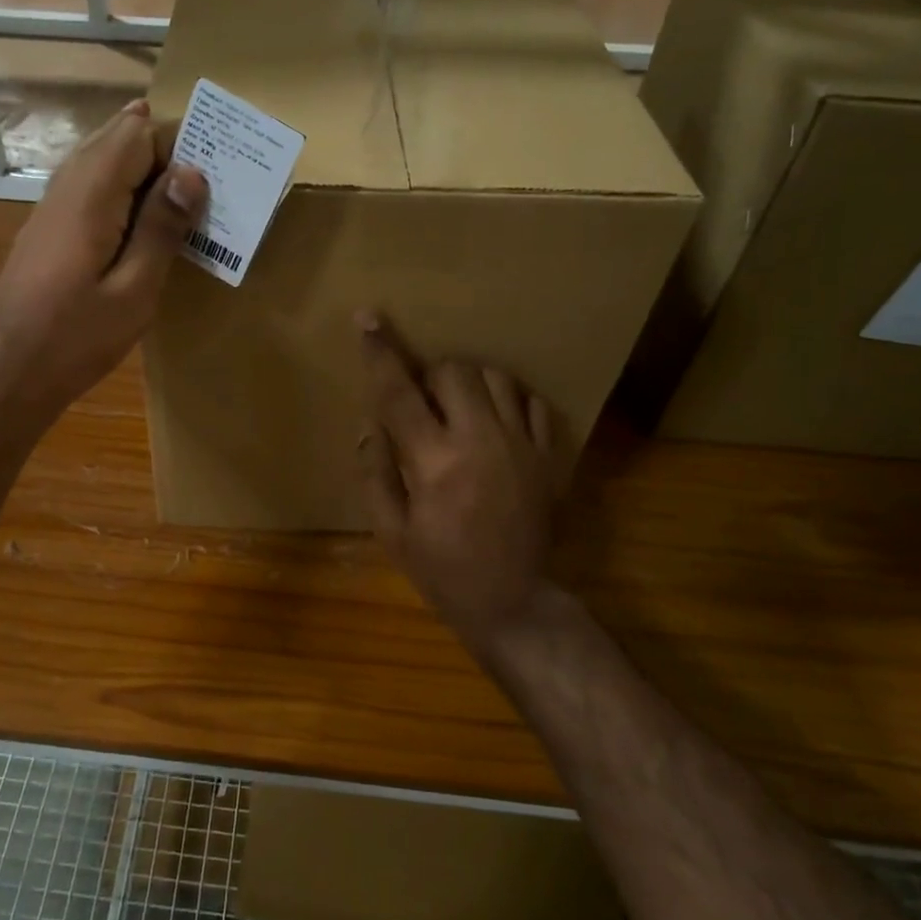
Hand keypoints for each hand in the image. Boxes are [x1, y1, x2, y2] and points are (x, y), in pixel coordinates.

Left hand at [0, 101, 206, 425]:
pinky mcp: (46, 229)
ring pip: (100, 161)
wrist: (9, 374)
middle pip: (116, 138)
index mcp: (91, 195)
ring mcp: (50, 207)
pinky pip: (88, 188)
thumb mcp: (134, 291)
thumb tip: (192, 172)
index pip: (137, 133)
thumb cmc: (77, 340)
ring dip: (142, 172)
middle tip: (205, 187)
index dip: (177, 143)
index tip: (214, 175)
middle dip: (162, 151)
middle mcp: (66, 187)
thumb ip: (161, 228)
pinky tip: (141, 227)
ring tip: (181, 205)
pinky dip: (120, 194)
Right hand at [355, 312, 559, 648]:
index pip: (399, 393)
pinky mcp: (551, 456)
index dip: (381, 353)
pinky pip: (534, 403)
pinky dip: (510, 402)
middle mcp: (481, 442)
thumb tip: (369, 425)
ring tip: (460, 410)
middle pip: (455, 371)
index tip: (368, 319)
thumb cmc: (443, 570)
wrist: (514, 601)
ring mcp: (523, 446)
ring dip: (470, 384)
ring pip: (497, 378)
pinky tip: (497, 424)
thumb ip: (375, 473)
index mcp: (435, 462)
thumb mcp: (392, 531)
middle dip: (432, 375)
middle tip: (425, 404)